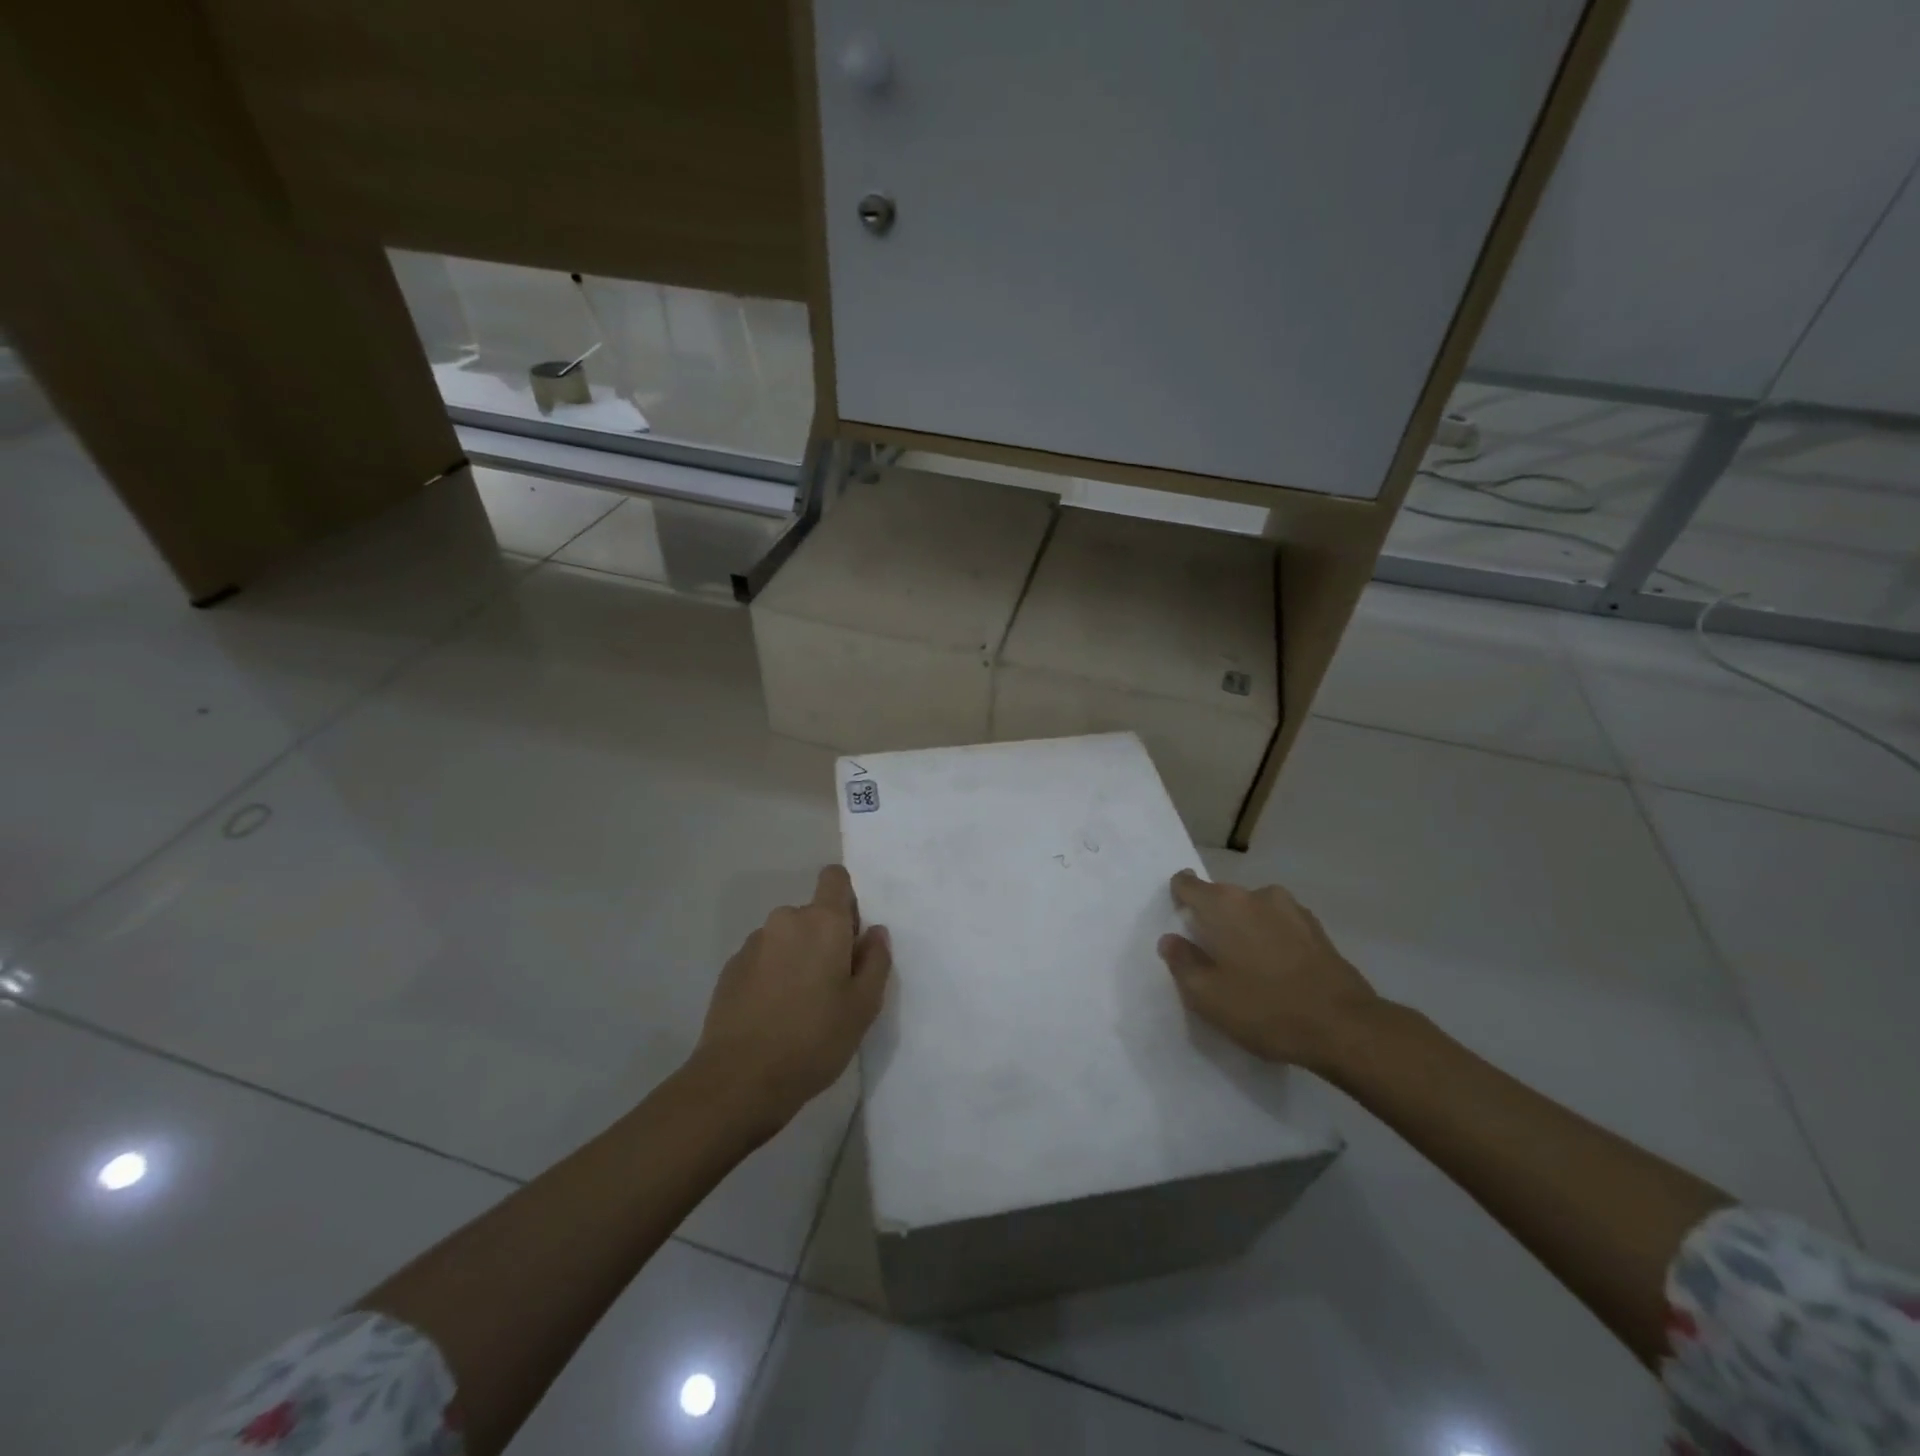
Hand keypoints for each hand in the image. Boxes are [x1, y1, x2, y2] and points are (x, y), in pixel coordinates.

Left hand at [694, 865, 891, 1130]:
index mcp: (822, 922)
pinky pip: (762, 959)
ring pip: (786, 938)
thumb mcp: (863, 1006)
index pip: (835, 878)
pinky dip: (772, 975)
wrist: (740, 1079)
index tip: (851, 937)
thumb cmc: (814, 1039)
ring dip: (796, 957)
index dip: (846, 899)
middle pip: (812, 914)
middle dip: (824, 939)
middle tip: (832, 986)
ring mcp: (753, 943)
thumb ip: (876, 961)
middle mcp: (785, 920)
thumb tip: (875, 932)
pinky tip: (773, 1015)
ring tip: (800, 1006)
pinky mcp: (730, 968)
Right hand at [1158, 870, 1382, 1073]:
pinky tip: (1277, 975)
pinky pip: (1280, 927)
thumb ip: (1181, 962)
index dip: (1179, 900)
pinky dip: (1272, 942)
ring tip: (1248, 970)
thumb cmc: (1266, 1008)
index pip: (1187, 884)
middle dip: (1214, 921)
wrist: (1346, 1028)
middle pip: (1222, 899)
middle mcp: (1258, 895)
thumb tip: (1171, 939)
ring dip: (1246, 932)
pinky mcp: (1318, 930)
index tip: (1181, 924)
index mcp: (1225, 904)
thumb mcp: (1207, 995)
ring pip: (1254, 913)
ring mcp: (1292, 910)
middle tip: (1212, 959)